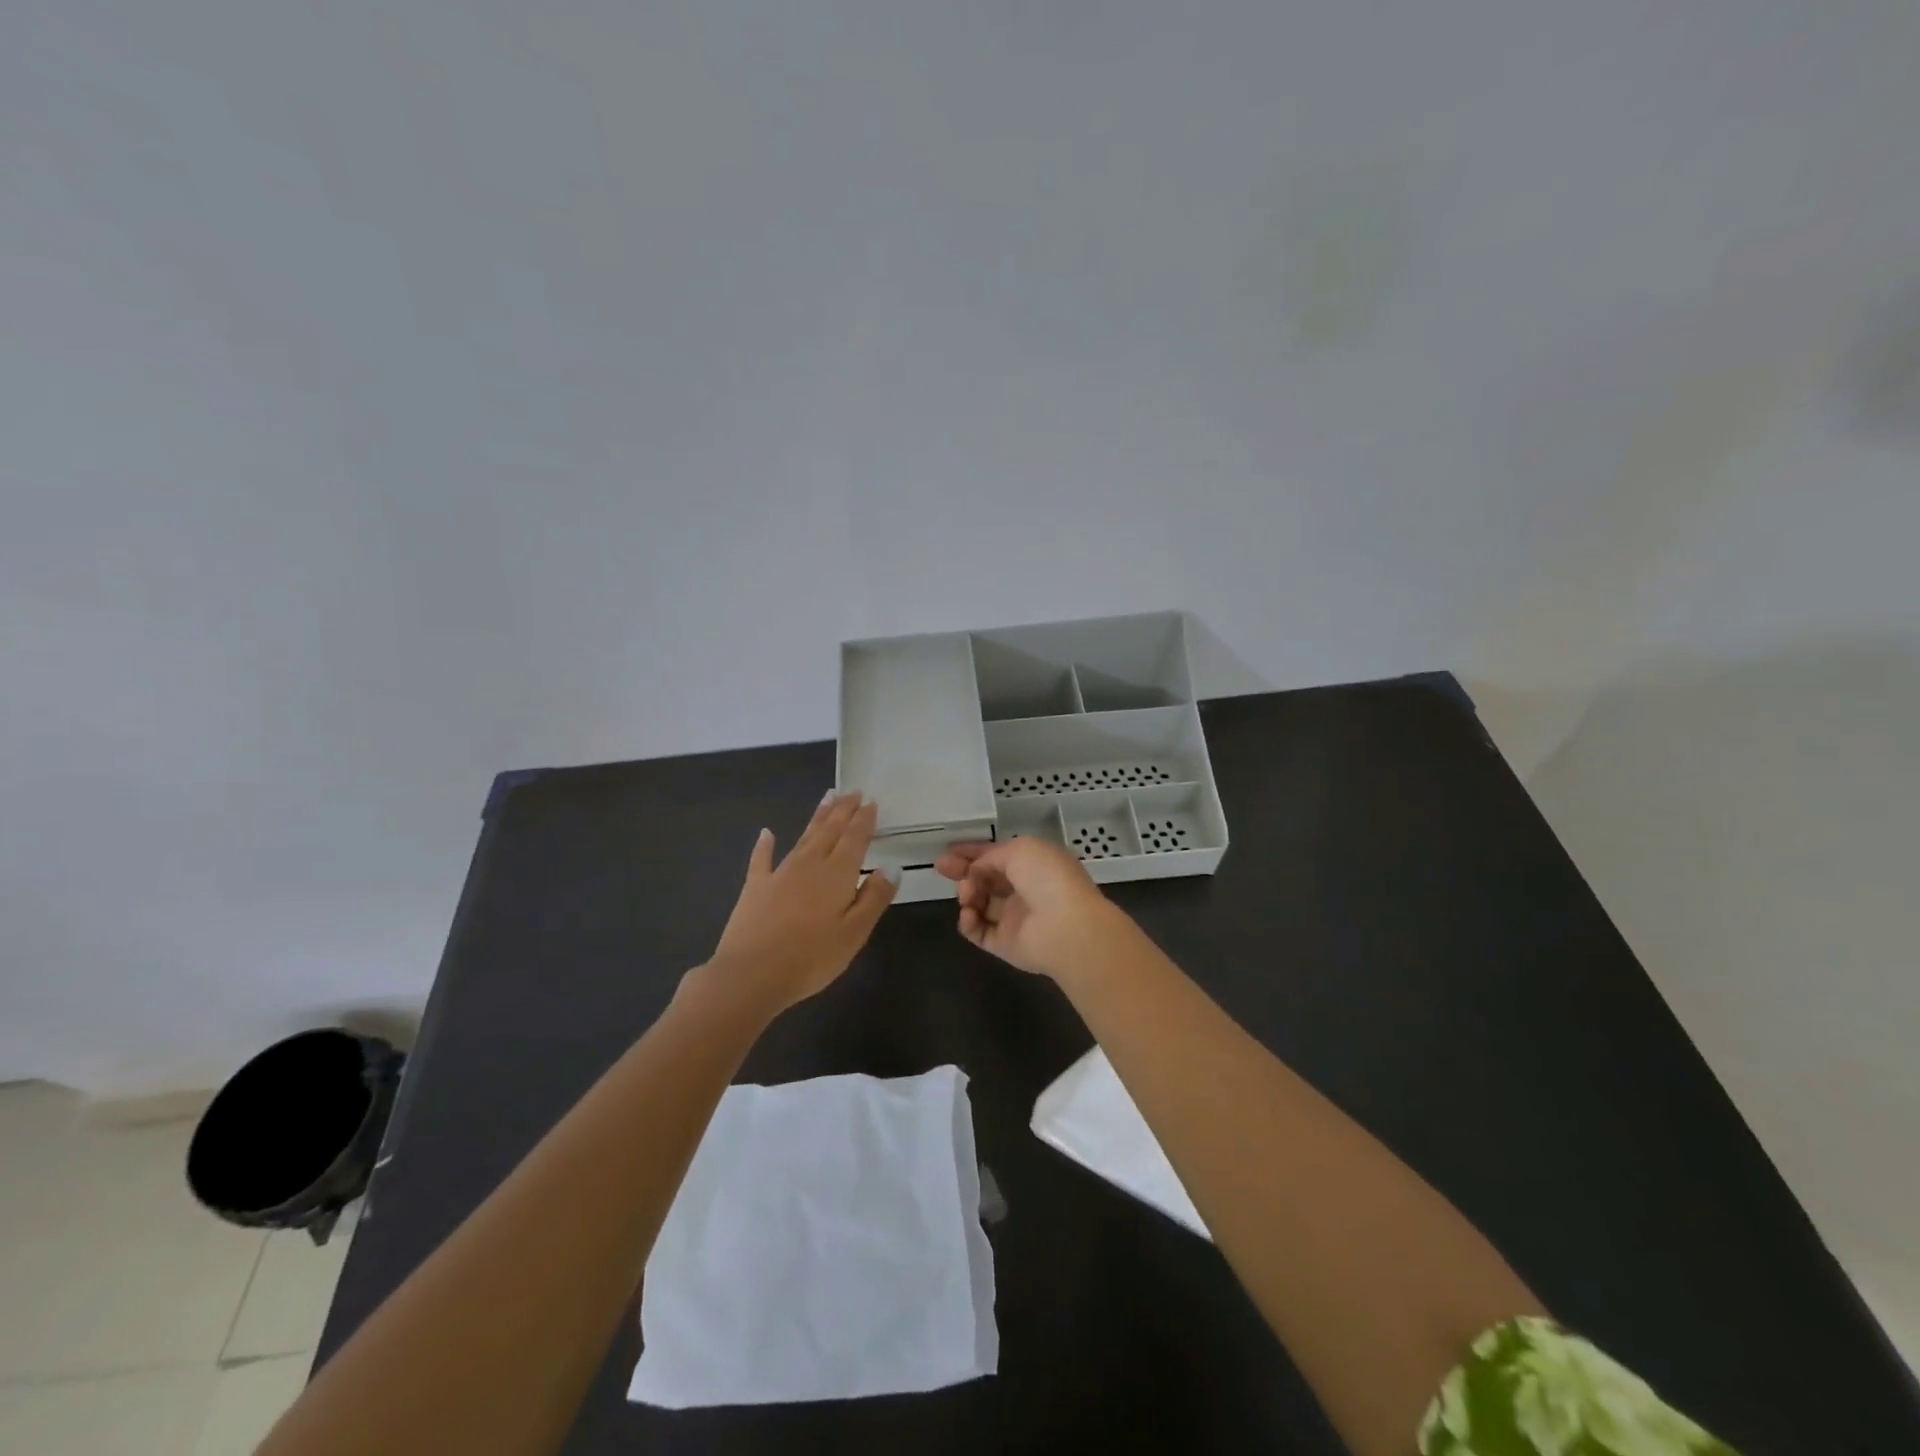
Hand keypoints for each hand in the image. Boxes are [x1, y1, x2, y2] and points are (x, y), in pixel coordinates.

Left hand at [699, 792, 897, 1016]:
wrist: (750, 975)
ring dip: (817, 818)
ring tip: (828, 798)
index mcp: (837, 874)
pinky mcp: (755, 888)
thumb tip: (890, 867)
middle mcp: (809, 865)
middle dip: (843, 810)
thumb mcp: (854, 933)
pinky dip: (765, 845)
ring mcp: (779, 874)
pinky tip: (766, 833)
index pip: (854, 838)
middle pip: (830, 831)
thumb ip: (874, 898)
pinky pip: (762, 859)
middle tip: (852, 791)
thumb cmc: (811, 957)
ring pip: (803, 838)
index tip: (870, 801)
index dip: (863, 819)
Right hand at [934, 836, 1127, 981]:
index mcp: (1033, 864)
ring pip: (979, 904)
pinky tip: (969, 913)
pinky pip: (978, 931)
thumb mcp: (1019, 850)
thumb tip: (976, 870)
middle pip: (986, 879)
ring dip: (968, 894)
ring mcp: (1014, 919)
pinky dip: (969, 921)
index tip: (949, 850)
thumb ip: (991, 856)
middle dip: (963, 872)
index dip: (973, 852)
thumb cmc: (1047, 878)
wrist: (1066, 927)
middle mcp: (1024, 890)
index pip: (998, 856)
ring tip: (967, 893)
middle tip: (941, 867)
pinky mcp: (1005, 944)